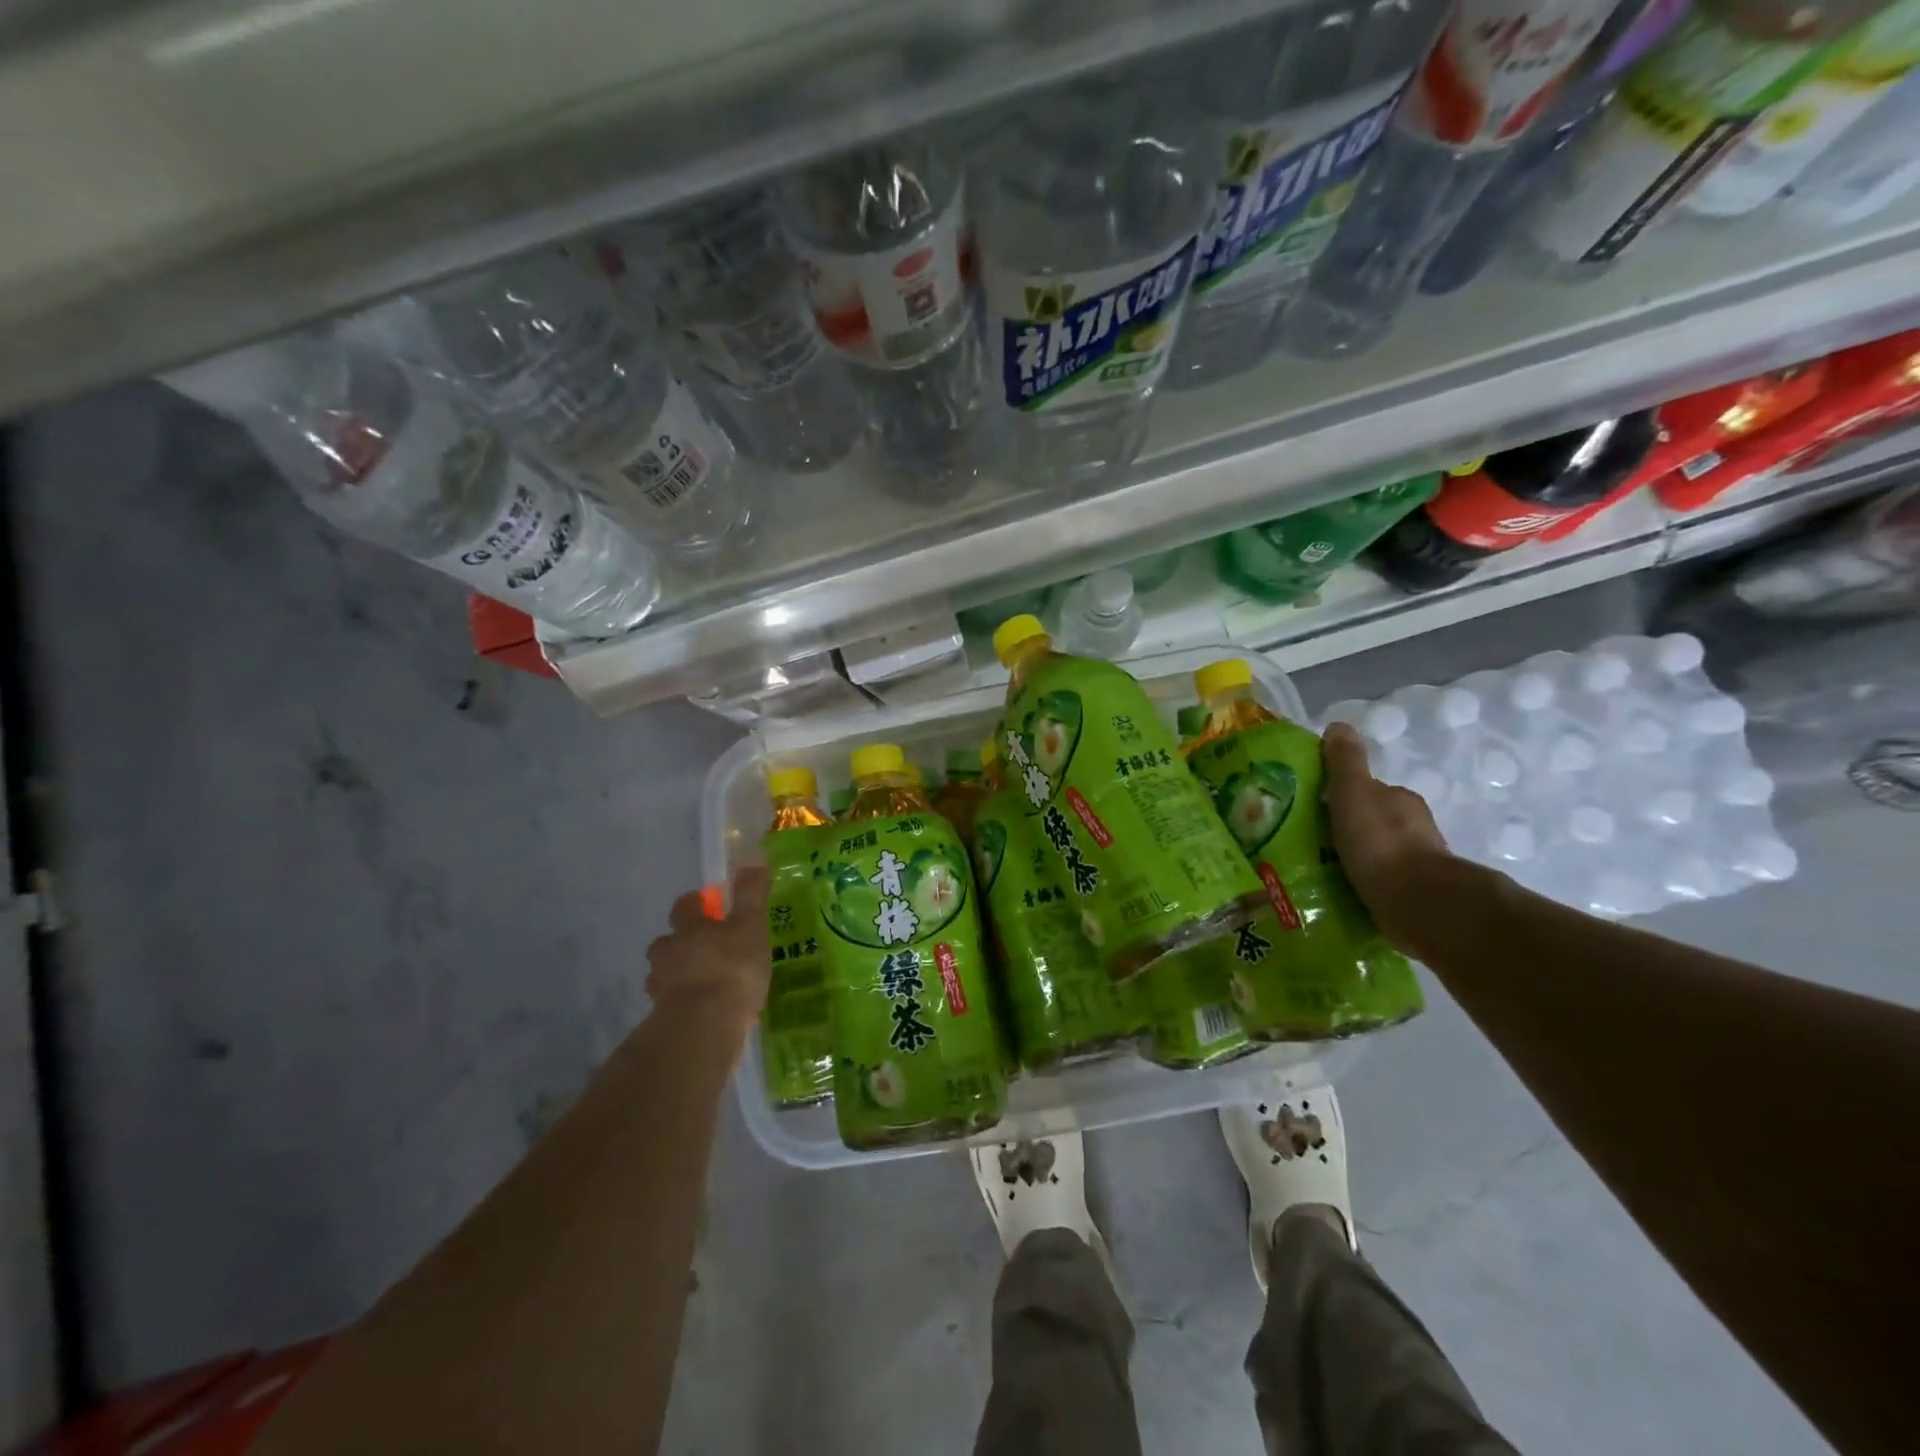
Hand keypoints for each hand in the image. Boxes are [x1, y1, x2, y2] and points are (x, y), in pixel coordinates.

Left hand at [645, 867, 772, 1032]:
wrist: (704, 1024)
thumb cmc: (731, 967)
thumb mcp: (750, 926)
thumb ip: (751, 894)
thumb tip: (752, 858)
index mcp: (689, 928)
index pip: (684, 907)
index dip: (695, 903)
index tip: (707, 903)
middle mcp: (668, 953)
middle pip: (666, 941)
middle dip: (681, 942)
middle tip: (704, 948)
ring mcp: (661, 987)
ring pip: (665, 973)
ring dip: (678, 974)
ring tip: (703, 983)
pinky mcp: (663, 1018)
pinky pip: (671, 1004)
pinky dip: (682, 1003)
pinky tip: (702, 1011)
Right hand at [1321, 721, 1454, 954]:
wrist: (1418, 902)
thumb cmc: (1380, 841)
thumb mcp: (1353, 792)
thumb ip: (1345, 761)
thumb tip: (1338, 725)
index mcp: (1399, 799)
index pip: (1367, 791)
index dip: (1341, 796)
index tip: (1313, 810)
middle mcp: (1413, 827)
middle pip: (1373, 821)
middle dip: (1346, 828)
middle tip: (1310, 841)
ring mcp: (1417, 862)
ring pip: (1377, 853)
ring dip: (1355, 857)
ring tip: (1320, 869)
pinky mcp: (1414, 895)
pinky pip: (1381, 882)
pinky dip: (1363, 883)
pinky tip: (1342, 892)